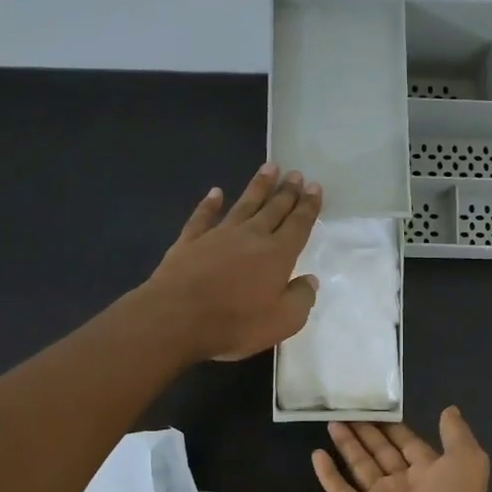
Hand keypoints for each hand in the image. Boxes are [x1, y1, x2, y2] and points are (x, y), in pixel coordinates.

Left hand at [143, 164, 321, 362]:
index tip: (314, 186)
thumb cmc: (236, 323)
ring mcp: (218, 235)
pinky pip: (203, 216)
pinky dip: (210, 204)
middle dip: (287, 191)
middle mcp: (251, 236)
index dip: (308, 206)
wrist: (177, 318)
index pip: (298, 225)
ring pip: (243, 204)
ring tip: (269, 168)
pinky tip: (216, 192)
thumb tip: (310, 280)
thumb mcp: (283, 322)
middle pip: (273, 209)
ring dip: (257, 186)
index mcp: (278, 255)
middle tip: (295, 173)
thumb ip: (301, 299)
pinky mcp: (189, 241)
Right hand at [312, 408, 491, 491]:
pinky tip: (316, 455)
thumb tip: (450, 410)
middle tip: (347, 409)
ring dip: (347, 445)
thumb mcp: (467, 460)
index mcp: (431, 472)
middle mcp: (404, 485)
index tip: (376, 406)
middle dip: (367, 432)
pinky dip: (328, 474)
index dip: (394, 427)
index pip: (409, 444)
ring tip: (331, 422)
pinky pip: (340, 491)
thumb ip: (457, 434)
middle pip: (381, 452)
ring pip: (360, 466)